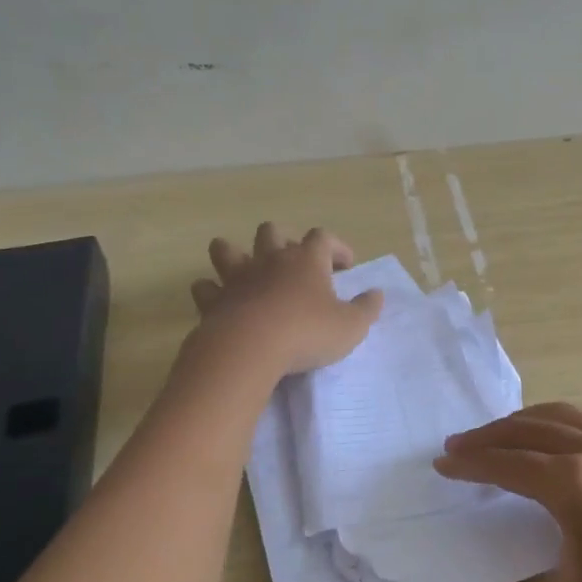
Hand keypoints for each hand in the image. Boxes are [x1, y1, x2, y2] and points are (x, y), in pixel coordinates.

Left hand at [190, 223, 382, 377]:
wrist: (249, 349)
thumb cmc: (306, 333)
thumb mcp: (351, 327)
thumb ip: (366, 309)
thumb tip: (377, 294)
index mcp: (306, 260)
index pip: (323, 237)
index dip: (336, 247)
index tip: (346, 266)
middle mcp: (269, 260)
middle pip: (271, 232)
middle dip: (282, 240)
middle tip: (294, 263)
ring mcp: (237, 278)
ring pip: (227, 249)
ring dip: (234, 254)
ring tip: (245, 268)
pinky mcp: (213, 301)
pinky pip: (204, 287)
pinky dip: (210, 290)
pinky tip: (218, 298)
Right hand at [429, 403, 581, 581]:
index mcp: (572, 483)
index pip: (506, 462)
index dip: (470, 463)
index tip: (440, 464)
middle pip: (530, 429)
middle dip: (489, 436)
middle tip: (458, 447)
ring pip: (563, 417)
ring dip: (524, 423)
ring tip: (498, 439)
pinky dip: (557, 425)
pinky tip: (557, 451)